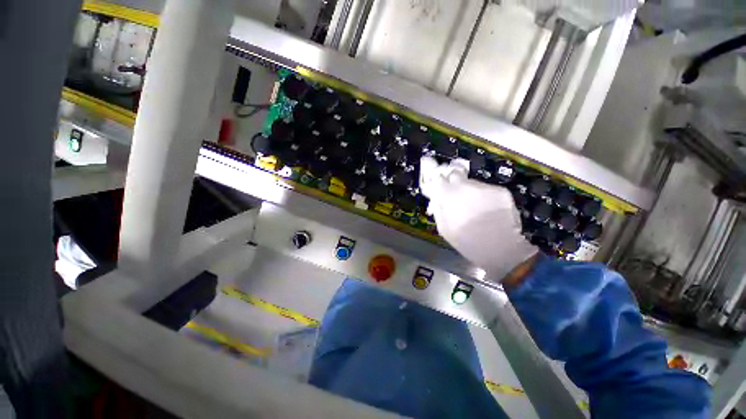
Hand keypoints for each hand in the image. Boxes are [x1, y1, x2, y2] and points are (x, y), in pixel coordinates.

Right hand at [419, 157, 537, 282]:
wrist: (499, 249)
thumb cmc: (466, 240)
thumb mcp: (443, 228)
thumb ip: (437, 208)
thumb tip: (436, 197)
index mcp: (449, 195)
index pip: (439, 178)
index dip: (439, 181)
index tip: (440, 187)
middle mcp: (466, 185)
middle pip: (455, 173)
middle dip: (453, 181)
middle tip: (456, 194)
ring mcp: (485, 187)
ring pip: (473, 183)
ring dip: (470, 191)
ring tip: (475, 208)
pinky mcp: (501, 191)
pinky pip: (488, 190)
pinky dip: (485, 197)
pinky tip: (488, 210)